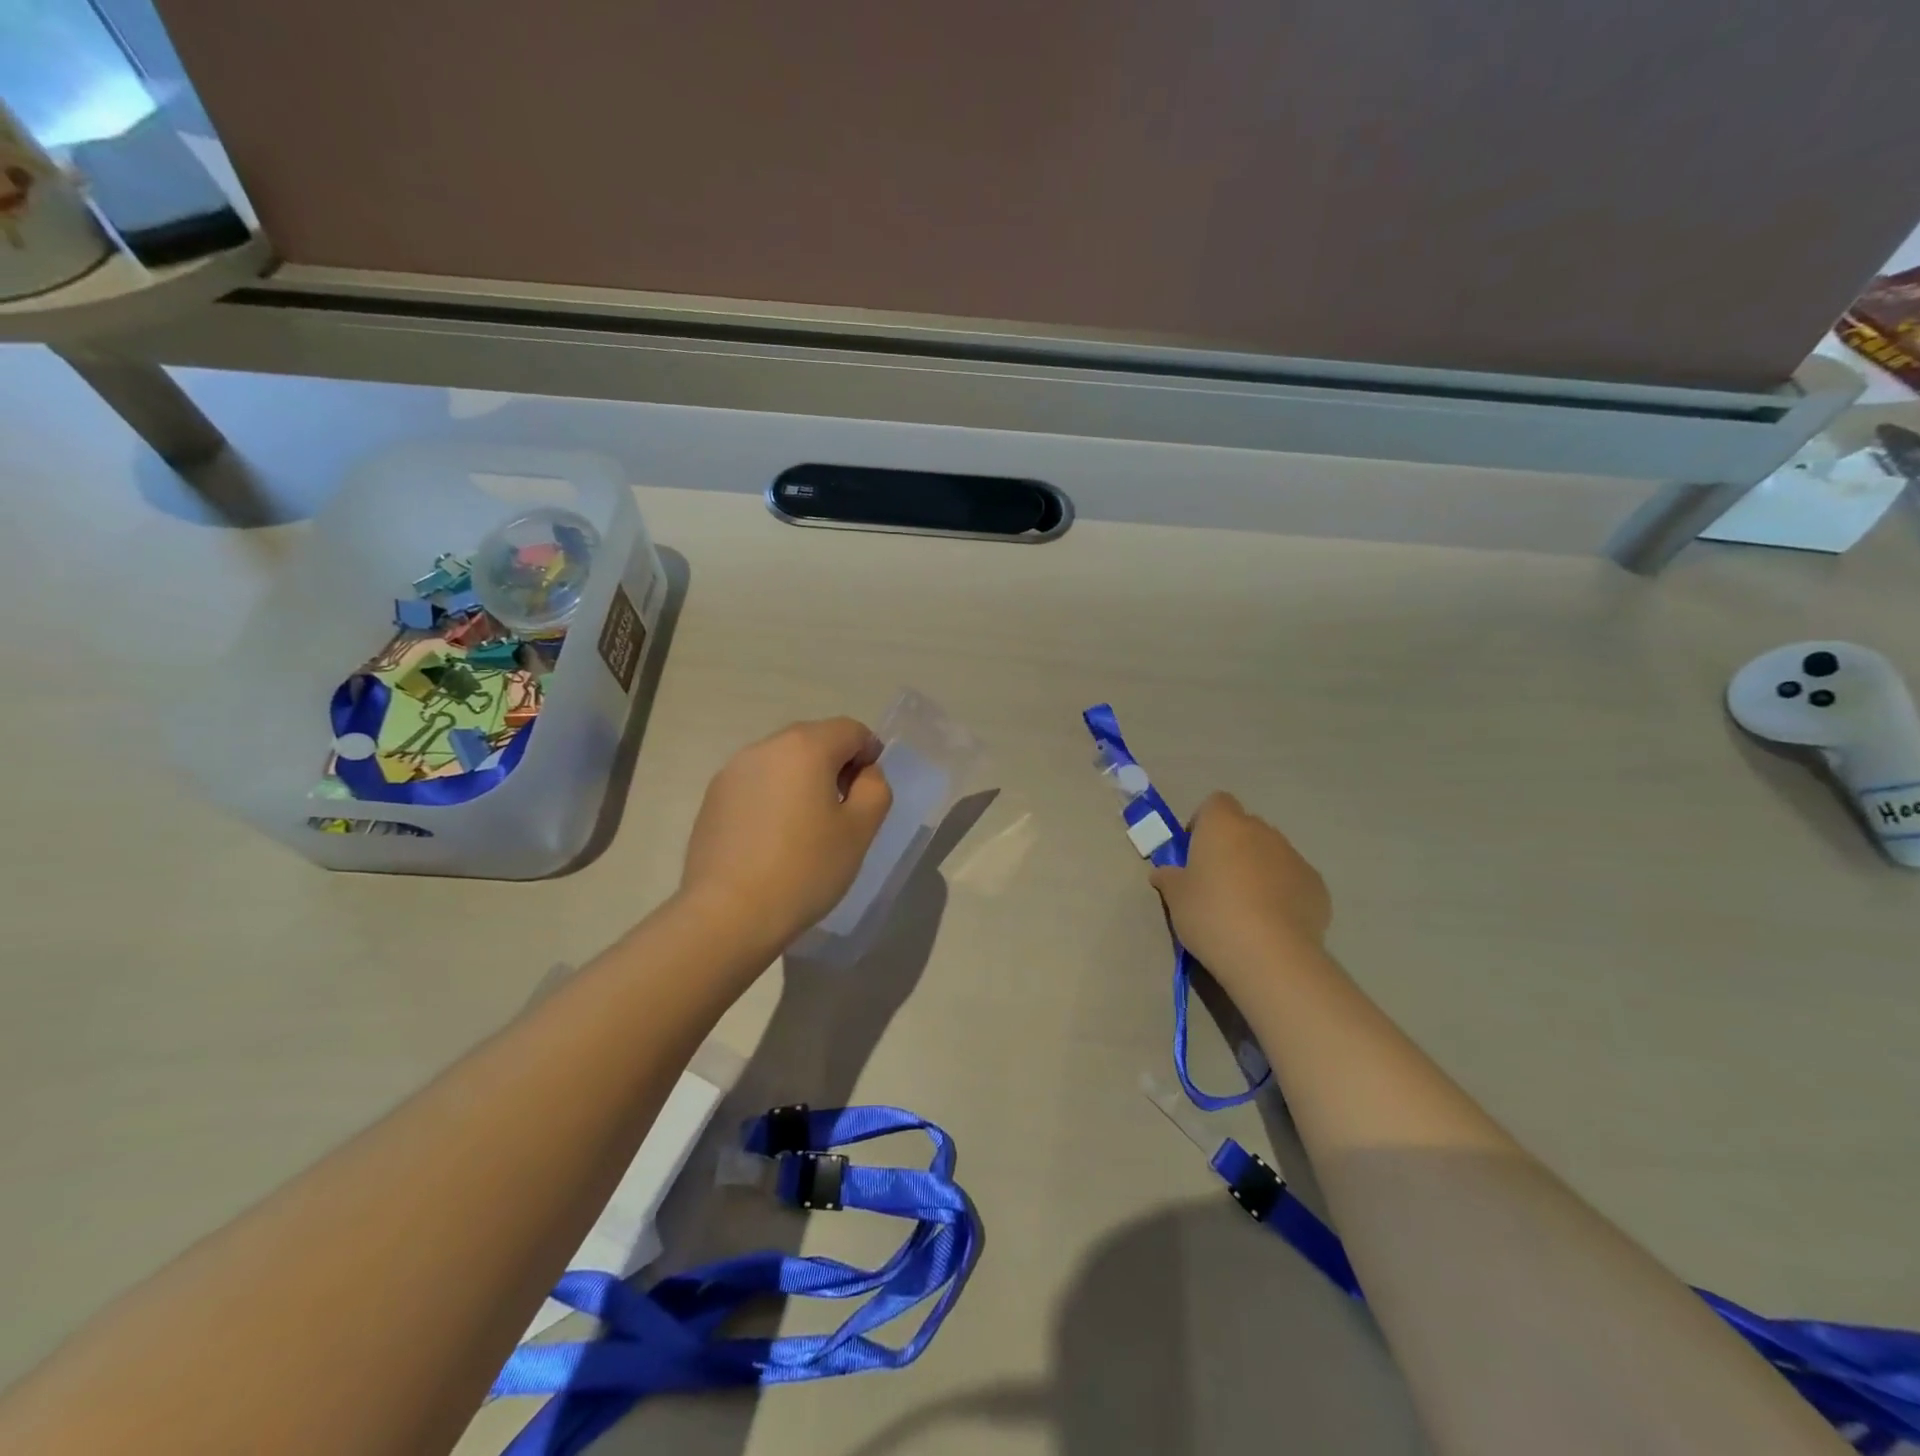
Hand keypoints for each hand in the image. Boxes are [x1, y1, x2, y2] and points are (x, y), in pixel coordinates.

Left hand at [680, 718, 892, 952]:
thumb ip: (875, 789)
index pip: (851, 730)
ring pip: (782, 762)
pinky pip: (756, 784)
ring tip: (806, 828)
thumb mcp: (860, 830)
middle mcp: (765, 747)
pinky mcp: (713, 798)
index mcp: (806, 747)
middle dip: (835, 765)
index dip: (869, 755)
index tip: (868, 794)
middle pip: (814, 740)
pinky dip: (773, 797)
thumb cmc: (805, 868)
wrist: (728, 914)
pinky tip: (773, 839)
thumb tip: (863, 774)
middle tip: (842, 812)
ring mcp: (733, 771)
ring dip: (802, 781)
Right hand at [1149, 793, 1330, 993]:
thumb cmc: (1211, 914)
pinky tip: (1272, 923)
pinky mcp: (1317, 886)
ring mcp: (1294, 857)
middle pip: (1244, 828)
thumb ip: (1169, 877)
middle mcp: (1262, 832)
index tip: (1194, 851)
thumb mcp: (1175, 897)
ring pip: (1271, 853)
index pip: (1216, 803)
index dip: (1203, 822)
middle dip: (1232, 847)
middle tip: (1216, 882)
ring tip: (1246, 908)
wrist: (1270, 954)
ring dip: (1258, 869)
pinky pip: (1293, 880)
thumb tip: (1164, 873)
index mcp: (1224, 825)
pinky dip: (1282, 893)